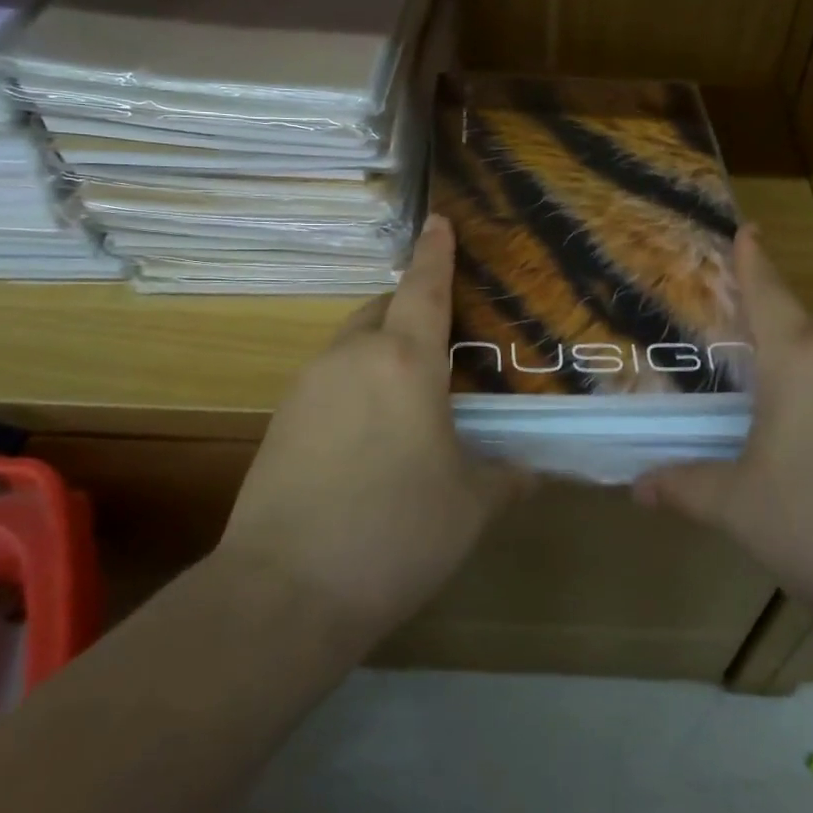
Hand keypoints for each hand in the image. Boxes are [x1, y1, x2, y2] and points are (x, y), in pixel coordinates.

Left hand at [212, 215, 526, 646]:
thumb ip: (506, 476)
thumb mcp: (471, 506)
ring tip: (412, 393)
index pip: (423, 288)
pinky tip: (372, 434)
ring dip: (383, 350)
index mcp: (405, 361)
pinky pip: (330, 380)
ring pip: (353, 344)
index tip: (439, 221)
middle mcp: (352, 357)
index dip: (435, 252)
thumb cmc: (396, 533)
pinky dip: (357, 384)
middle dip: (411, 309)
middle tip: (445, 339)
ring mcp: (309, 386)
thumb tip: (531, 469)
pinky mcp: (281, 420)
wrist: (285, 591)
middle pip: (383, 310)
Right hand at [634, 228, 812, 632]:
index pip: (768, 293)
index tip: (747, 229)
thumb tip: (638, 488)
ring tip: (761, 396)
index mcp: (800, 359)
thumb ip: (685, 487)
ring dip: (795, 369)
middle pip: (797, 326)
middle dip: (765, 328)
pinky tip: (809, 441)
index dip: (752, 260)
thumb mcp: (738, 506)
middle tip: (727, 341)